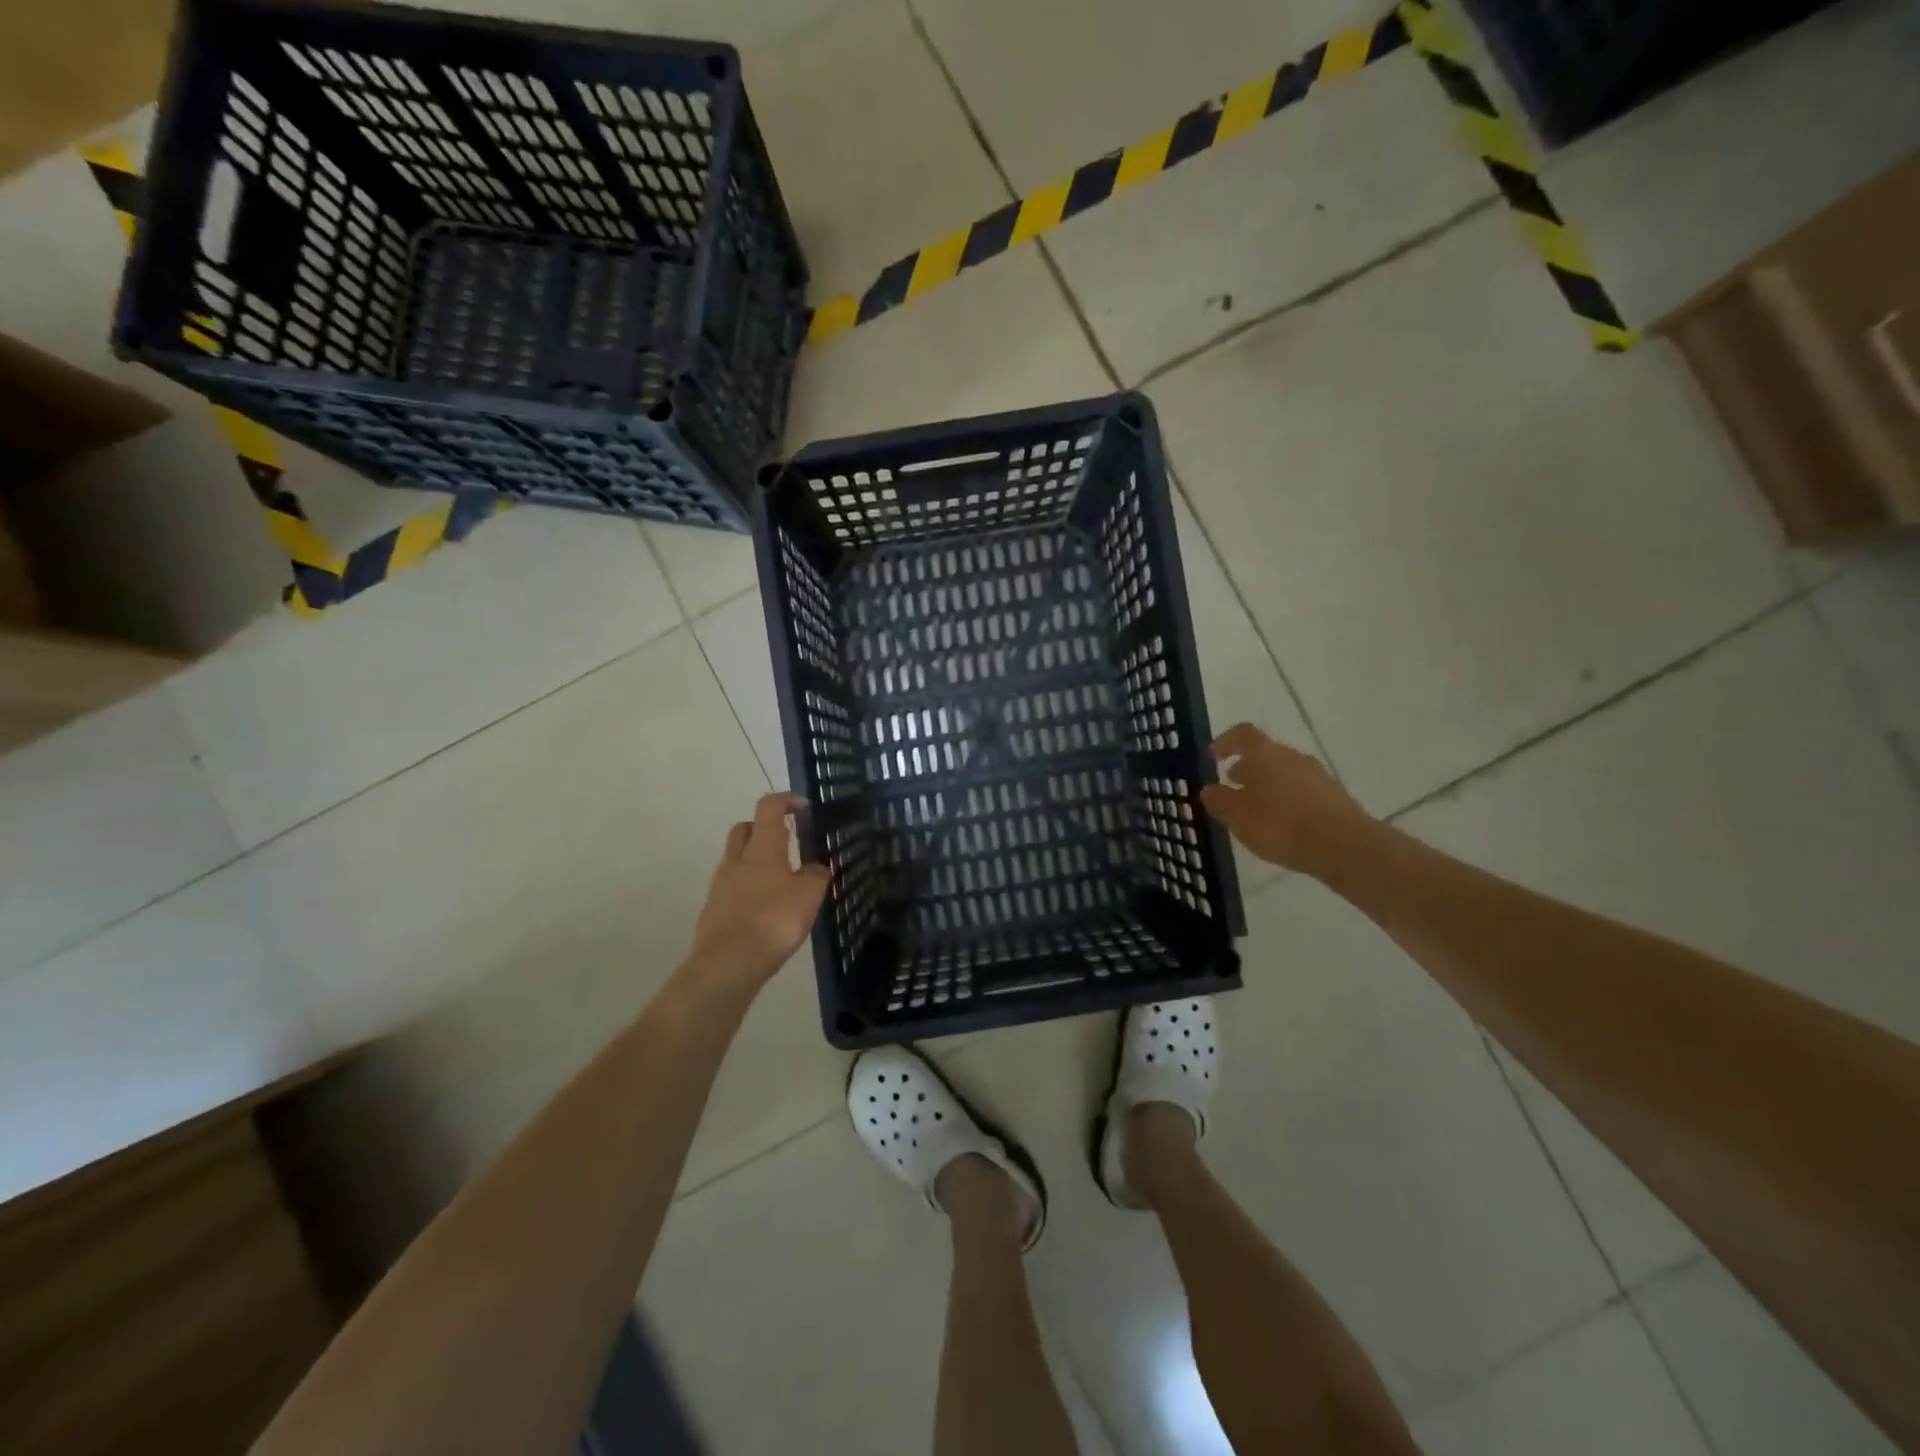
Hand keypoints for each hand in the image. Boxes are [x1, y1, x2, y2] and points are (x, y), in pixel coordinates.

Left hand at [690, 793, 831, 989]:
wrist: (727, 963)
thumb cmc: (773, 920)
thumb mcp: (809, 895)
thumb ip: (816, 875)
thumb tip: (815, 867)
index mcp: (762, 846)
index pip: (769, 806)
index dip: (787, 800)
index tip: (803, 808)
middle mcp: (737, 857)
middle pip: (746, 828)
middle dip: (765, 828)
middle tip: (788, 841)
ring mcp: (721, 882)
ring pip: (738, 856)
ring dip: (756, 858)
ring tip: (781, 878)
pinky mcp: (714, 906)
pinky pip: (733, 884)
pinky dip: (749, 885)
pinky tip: (765, 904)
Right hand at [1199, 723, 1370, 875]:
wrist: (1344, 845)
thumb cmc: (1281, 825)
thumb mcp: (1238, 816)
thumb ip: (1220, 801)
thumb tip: (1209, 789)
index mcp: (1265, 754)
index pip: (1242, 734)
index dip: (1226, 741)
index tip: (1213, 756)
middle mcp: (1292, 757)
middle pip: (1265, 753)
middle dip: (1247, 766)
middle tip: (1231, 784)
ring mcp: (1317, 775)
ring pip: (1285, 771)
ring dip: (1267, 783)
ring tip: (1256, 807)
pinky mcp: (1335, 796)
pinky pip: (1303, 790)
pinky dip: (1288, 799)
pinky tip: (1283, 822)